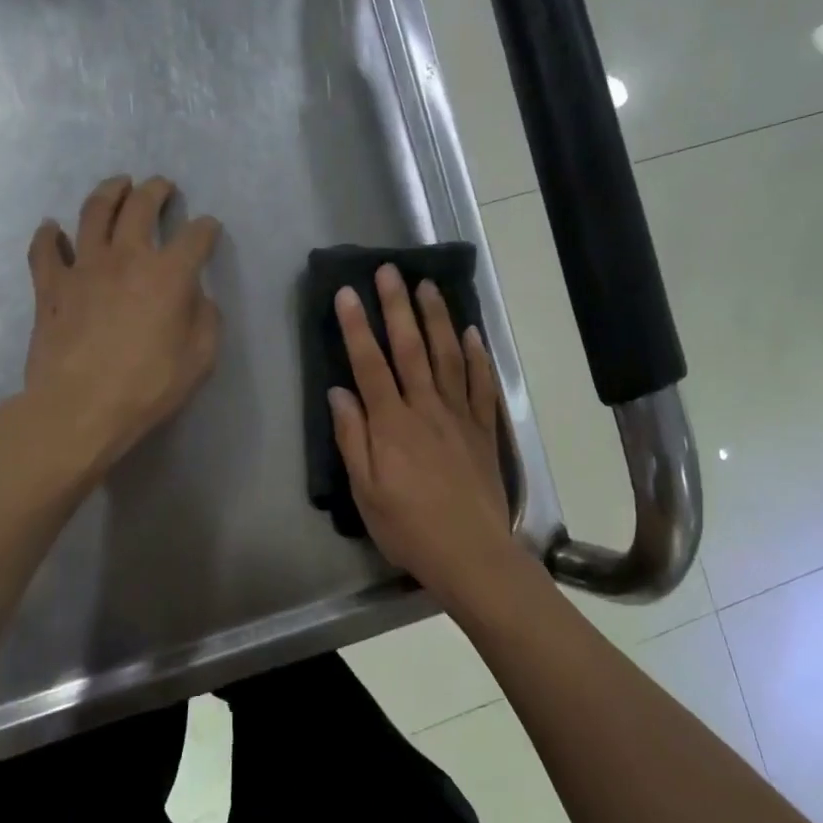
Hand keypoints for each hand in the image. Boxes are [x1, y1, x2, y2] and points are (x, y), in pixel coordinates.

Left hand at [22, 175, 221, 479]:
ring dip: (109, 192)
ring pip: (94, 213)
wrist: (79, 407)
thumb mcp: (199, 360)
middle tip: (162, 186)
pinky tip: (52, 227)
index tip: (209, 228)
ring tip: (118, 185)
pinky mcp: (50, 286)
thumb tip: (197, 297)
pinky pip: (45, 250)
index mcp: (168, 275)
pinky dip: (49, 235)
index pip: (195, 238)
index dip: (206, 229)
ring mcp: (83, 267)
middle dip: (156, 191)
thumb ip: (205, 320)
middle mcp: (126, 258)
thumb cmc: (147, 387)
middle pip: (141, 207)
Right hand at [328, 263, 520, 602]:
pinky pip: (481, 384)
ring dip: (437, 318)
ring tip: (428, 286)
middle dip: (397, 306)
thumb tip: (338, 392)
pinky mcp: (484, 429)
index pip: (369, 363)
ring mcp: (459, 415)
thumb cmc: (408, 527)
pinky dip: (477, 356)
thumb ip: (352, 438)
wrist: (471, 552)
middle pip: (410, 348)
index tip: (346, 292)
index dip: (355, 326)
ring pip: (448, 355)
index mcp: (391, 423)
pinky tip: (471, 333)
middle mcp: (426, 408)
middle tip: (390, 270)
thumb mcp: (365, 491)